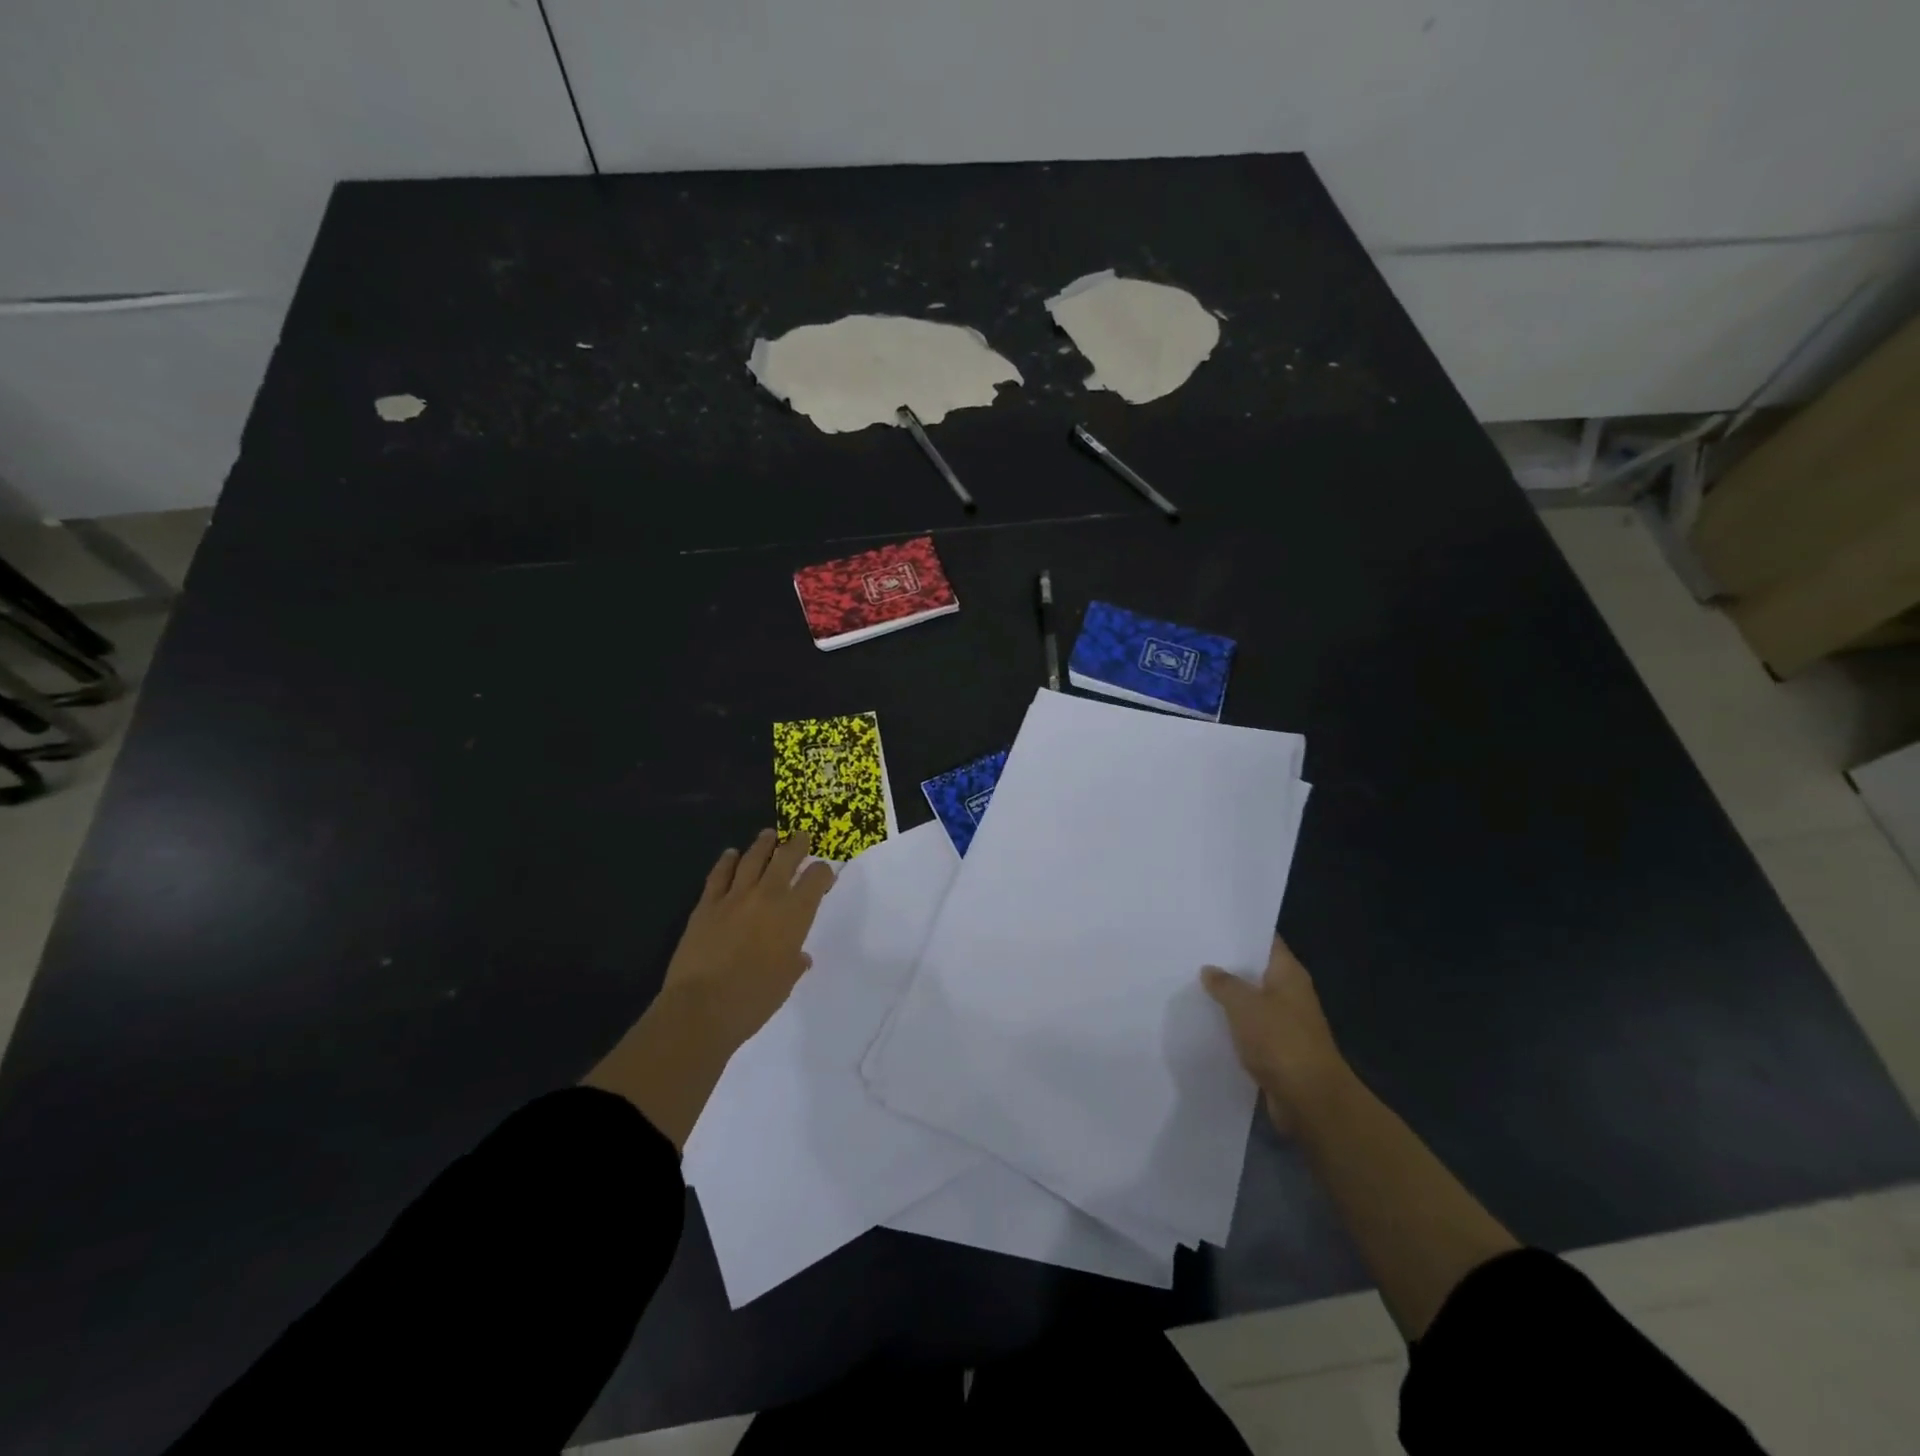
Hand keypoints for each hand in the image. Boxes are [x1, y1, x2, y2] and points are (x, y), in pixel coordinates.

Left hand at [663, 828, 836, 1044]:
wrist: (702, 1007)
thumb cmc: (754, 999)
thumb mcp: (785, 982)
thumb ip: (794, 962)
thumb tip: (798, 956)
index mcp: (795, 914)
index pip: (816, 878)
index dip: (823, 872)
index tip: (823, 874)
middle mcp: (768, 896)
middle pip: (786, 858)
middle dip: (797, 844)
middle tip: (801, 836)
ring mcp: (735, 897)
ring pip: (752, 858)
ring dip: (763, 845)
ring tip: (769, 835)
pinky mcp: (706, 904)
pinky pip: (719, 875)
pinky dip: (727, 861)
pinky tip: (730, 855)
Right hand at [1201, 937, 1348, 1132]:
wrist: (1310, 1100)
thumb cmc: (1280, 1041)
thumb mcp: (1244, 1004)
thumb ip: (1224, 983)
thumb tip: (1210, 970)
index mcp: (1289, 974)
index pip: (1266, 940)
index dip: (1241, 930)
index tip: (1212, 922)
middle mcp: (1291, 994)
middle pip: (1257, 970)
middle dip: (1228, 964)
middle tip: (1193, 951)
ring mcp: (1286, 1023)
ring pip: (1252, 1001)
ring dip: (1228, 997)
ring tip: (1192, 984)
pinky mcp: (1278, 1049)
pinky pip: (1251, 1029)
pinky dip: (1233, 1025)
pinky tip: (1207, 1021)